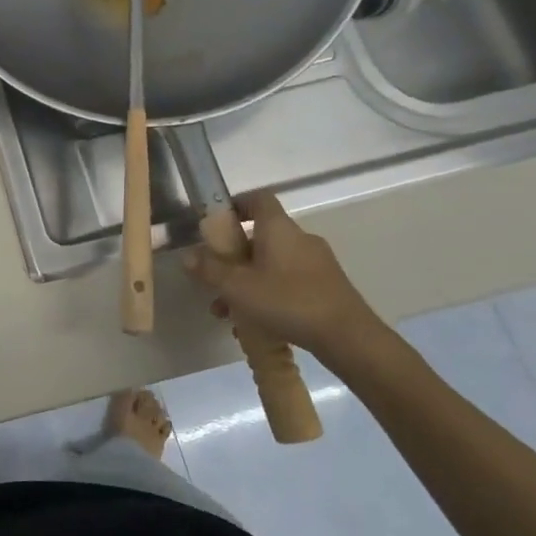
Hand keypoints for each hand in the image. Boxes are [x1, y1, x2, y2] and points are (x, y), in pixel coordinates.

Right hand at [181, 191, 382, 361]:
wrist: (348, 337)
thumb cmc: (288, 301)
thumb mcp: (237, 287)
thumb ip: (210, 270)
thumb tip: (188, 256)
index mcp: (278, 228)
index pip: (258, 198)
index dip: (235, 204)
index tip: (215, 223)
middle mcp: (299, 238)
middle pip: (259, 236)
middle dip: (232, 256)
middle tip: (214, 278)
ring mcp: (316, 262)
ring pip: (271, 263)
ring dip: (247, 281)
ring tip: (228, 311)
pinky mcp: (325, 286)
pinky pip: (287, 281)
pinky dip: (267, 294)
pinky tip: (255, 323)